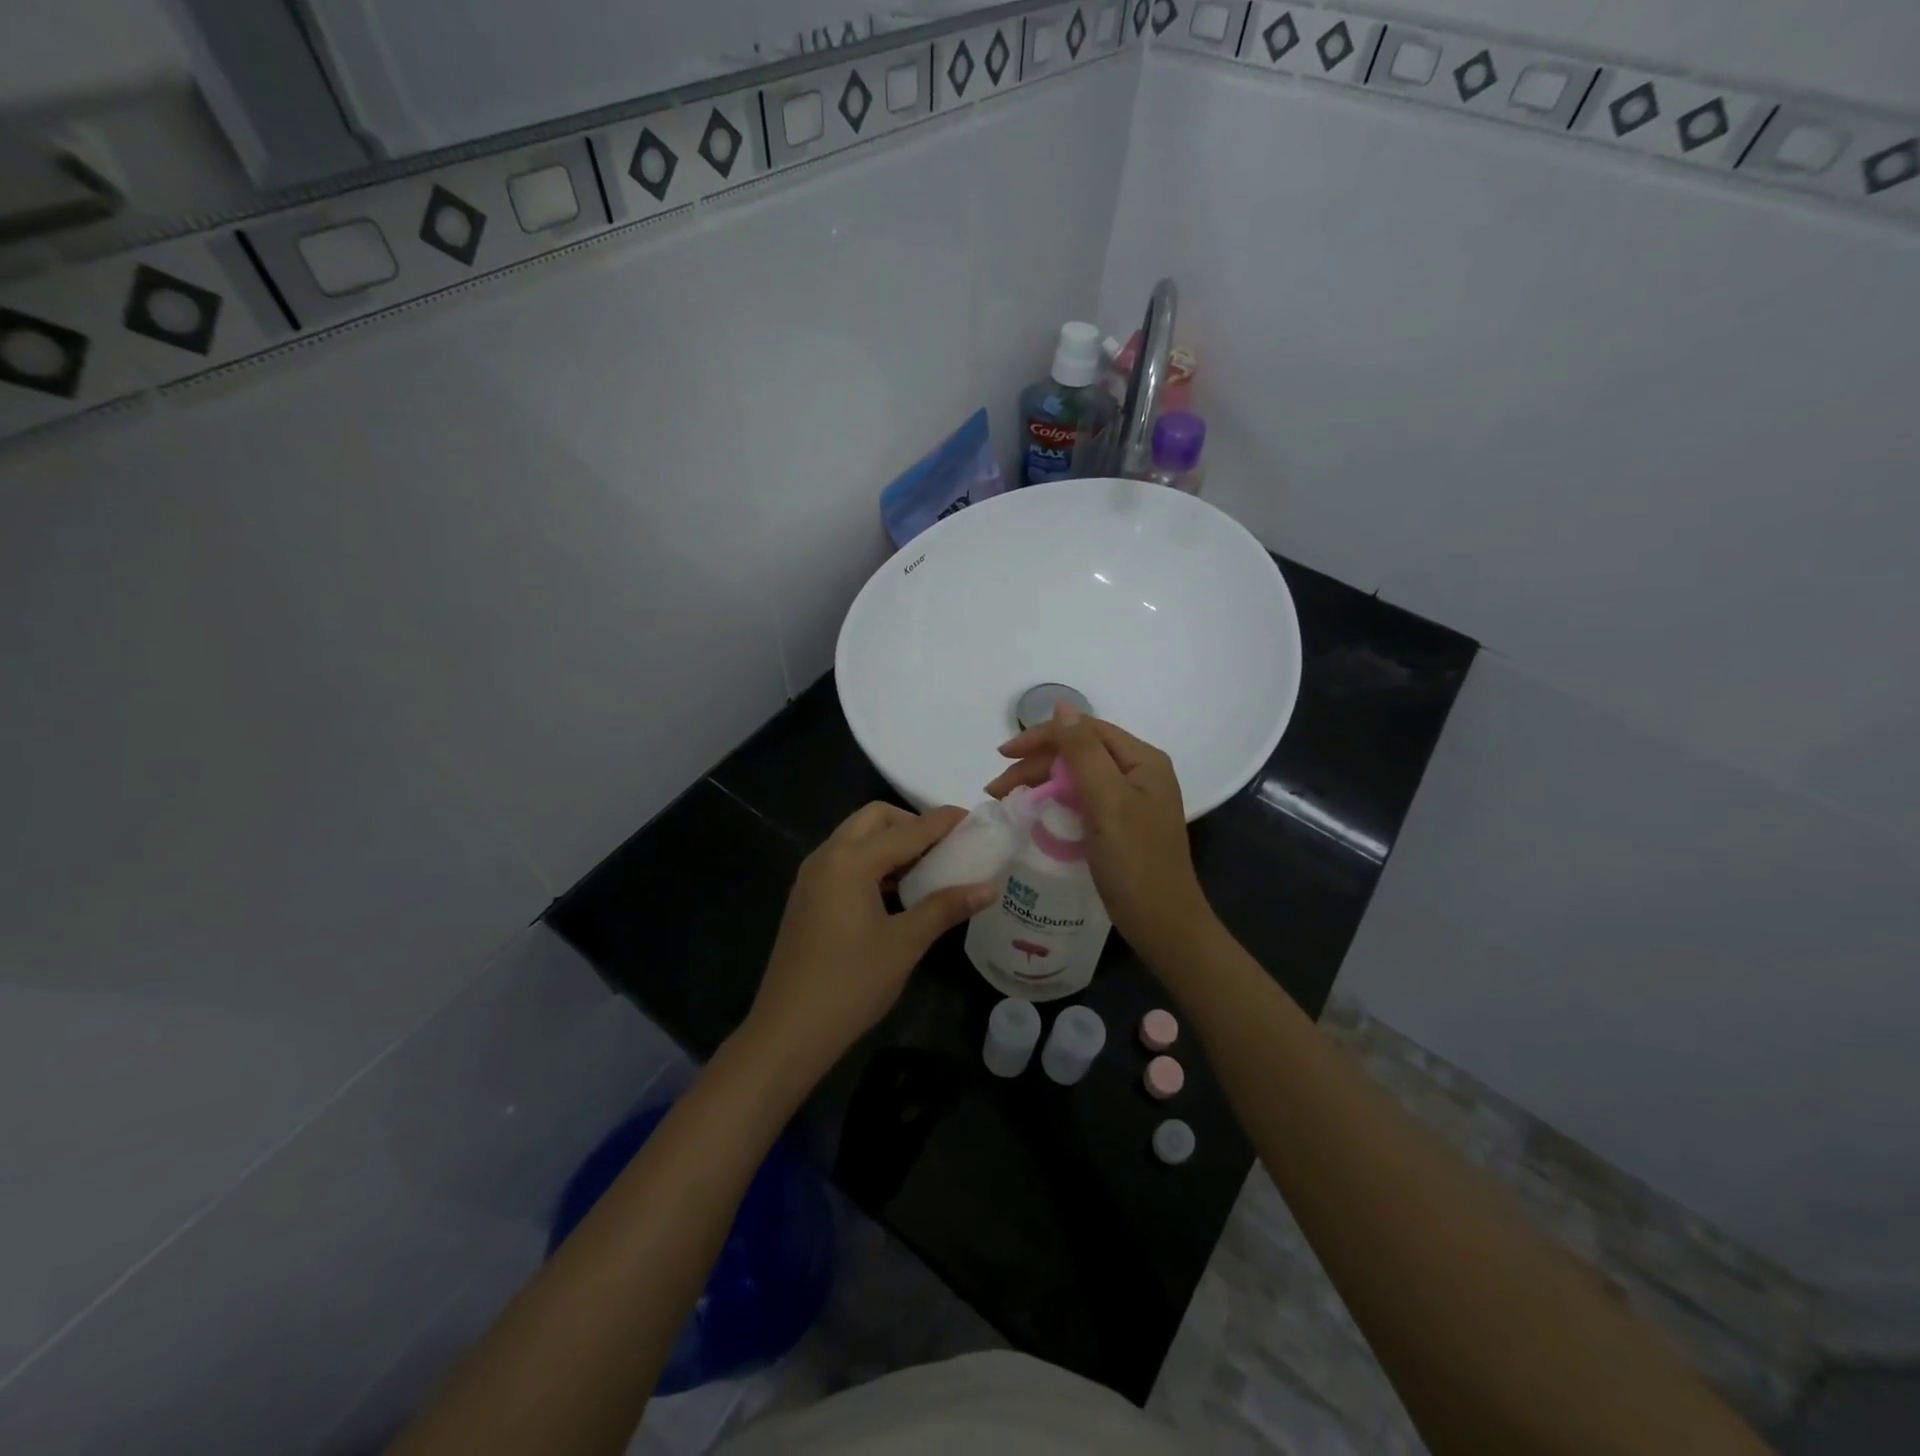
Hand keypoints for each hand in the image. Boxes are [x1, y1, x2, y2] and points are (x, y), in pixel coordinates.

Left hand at [745, 803, 995, 1082]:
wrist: (789, 1030)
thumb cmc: (851, 983)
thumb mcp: (905, 943)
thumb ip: (945, 907)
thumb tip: (987, 888)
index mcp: (851, 861)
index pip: (907, 830)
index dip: (942, 822)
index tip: (973, 818)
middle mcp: (827, 856)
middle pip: (874, 819)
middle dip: (911, 823)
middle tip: (945, 846)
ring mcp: (813, 877)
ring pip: (856, 838)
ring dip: (891, 842)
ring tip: (927, 867)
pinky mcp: (808, 897)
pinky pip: (845, 861)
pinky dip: (873, 862)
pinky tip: (896, 890)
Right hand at [986, 706, 1212, 959]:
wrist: (1162, 924)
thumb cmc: (1135, 861)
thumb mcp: (1107, 800)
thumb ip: (1083, 752)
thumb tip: (1061, 707)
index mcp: (1142, 760)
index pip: (1084, 730)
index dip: (1041, 737)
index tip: (1002, 756)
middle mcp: (1139, 773)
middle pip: (1079, 753)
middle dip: (1035, 764)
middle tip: (997, 789)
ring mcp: (1131, 800)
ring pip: (1077, 777)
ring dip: (1041, 783)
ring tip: (1007, 801)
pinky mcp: (1122, 825)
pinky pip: (1082, 800)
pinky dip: (1055, 802)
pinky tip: (1035, 813)